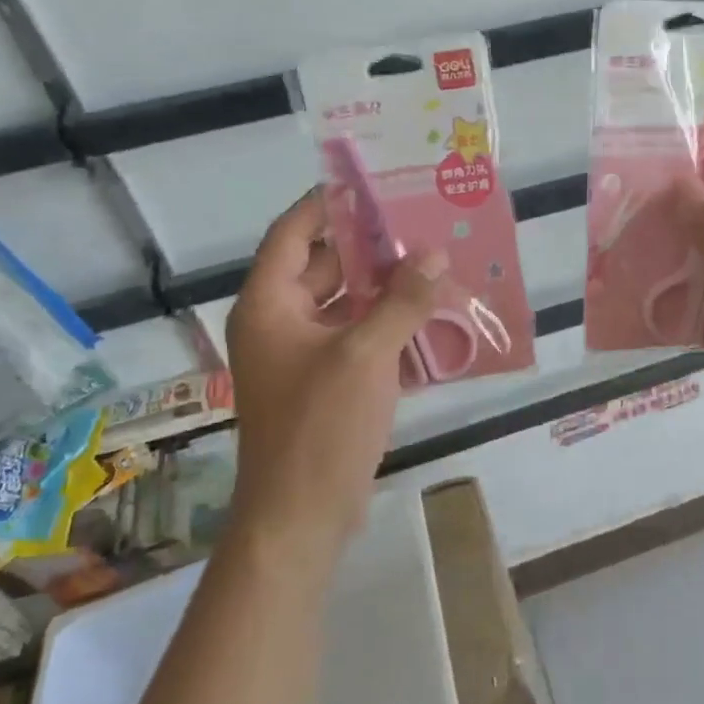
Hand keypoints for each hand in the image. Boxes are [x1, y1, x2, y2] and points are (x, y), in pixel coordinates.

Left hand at [224, 189, 445, 568]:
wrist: (301, 517)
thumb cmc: (320, 426)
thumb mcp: (365, 355)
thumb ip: (402, 301)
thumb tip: (434, 256)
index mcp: (269, 304)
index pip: (293, 233)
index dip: (327, 204)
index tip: (373, 186)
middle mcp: (279, 322)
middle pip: (324, 265)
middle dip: (371, 247)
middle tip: (420, 225)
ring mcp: (301, 355)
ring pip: (345, 304)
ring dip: (385, 288)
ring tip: (434, 265)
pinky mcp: (325, 382)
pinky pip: (357, 337)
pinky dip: (387, 325)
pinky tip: (430, 317)